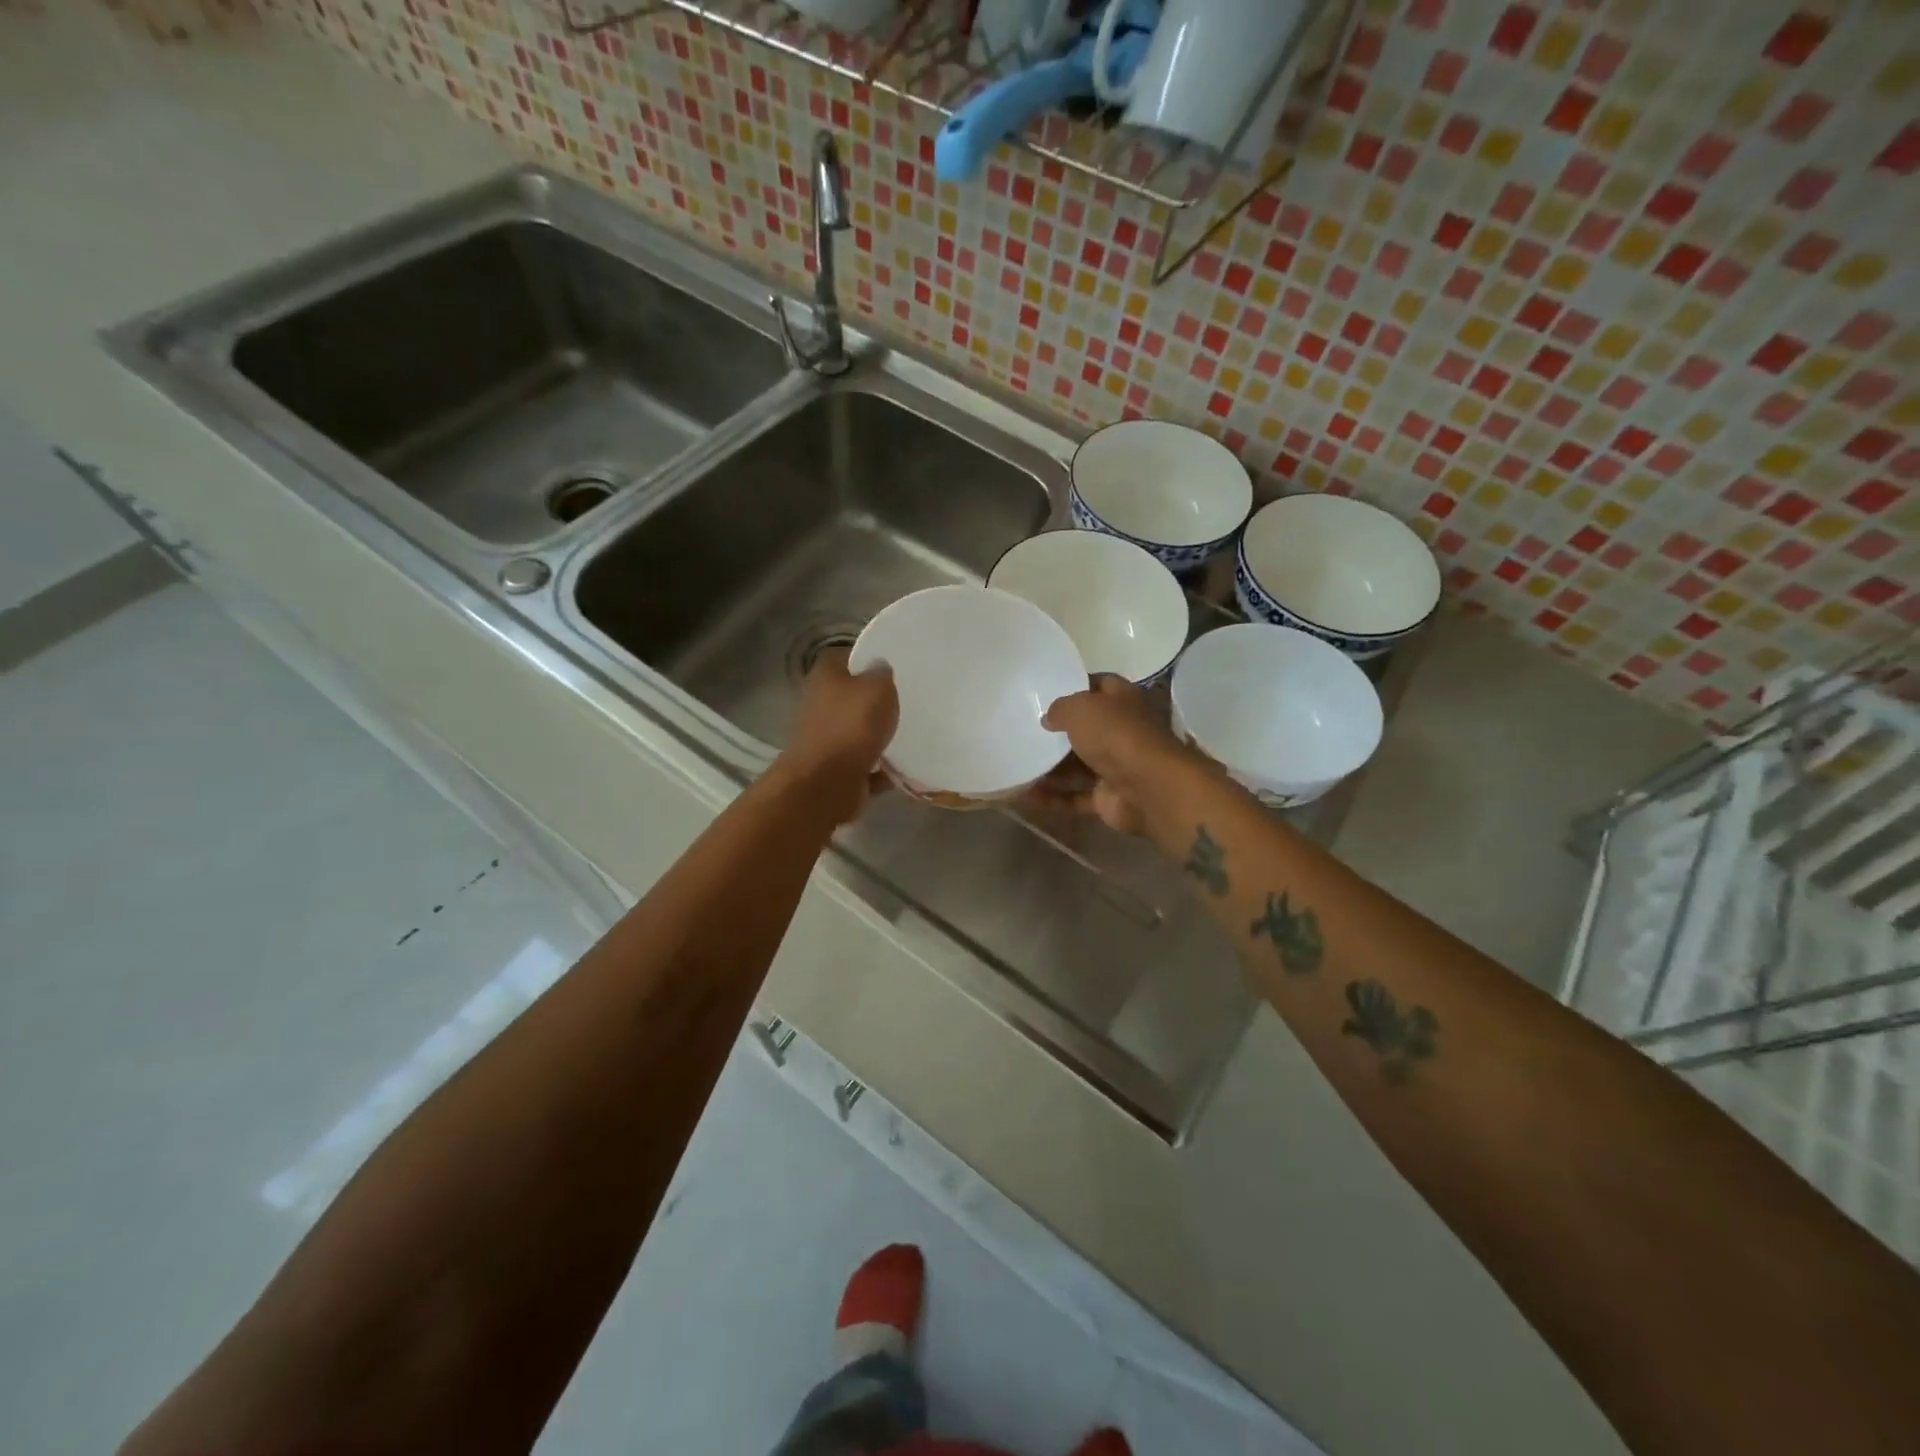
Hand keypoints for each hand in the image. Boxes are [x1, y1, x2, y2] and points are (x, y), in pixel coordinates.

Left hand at [777, 648, 898, 821]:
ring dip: (877, 735)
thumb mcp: (877, 689)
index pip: (840, 657)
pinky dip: (881, 769)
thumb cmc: (850, 727)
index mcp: (824, 678)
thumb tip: (880, 667)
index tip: (887, 662)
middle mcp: (819, 706)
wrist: (826, 785)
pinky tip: (905, 768)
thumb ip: (881, 675)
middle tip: (904, 698)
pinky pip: (865, 766)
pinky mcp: (836, 772)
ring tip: (909, 732)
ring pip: (855, 732)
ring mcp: (825, 741)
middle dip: (872, 698)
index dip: (861, 656)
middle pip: (848, 696)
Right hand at [1031, 675, 1195, 834]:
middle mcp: (1122, 732)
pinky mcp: (1108, 798)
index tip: (1046, 691)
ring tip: (1017, 765)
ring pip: (1077, 766)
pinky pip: (1074, 797)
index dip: (1075, 686)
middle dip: (1058, 732)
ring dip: (1049, 768)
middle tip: (1024, 731)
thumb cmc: (1115, 735)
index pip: (1099, 686)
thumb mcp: (1080, 708)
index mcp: (1123, 701)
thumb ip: (1060, 709)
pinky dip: (1052, 798)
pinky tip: (1025, 796)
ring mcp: (1116, 767)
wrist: (1147, 788)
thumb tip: (1049, 719)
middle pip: (1086, 729)